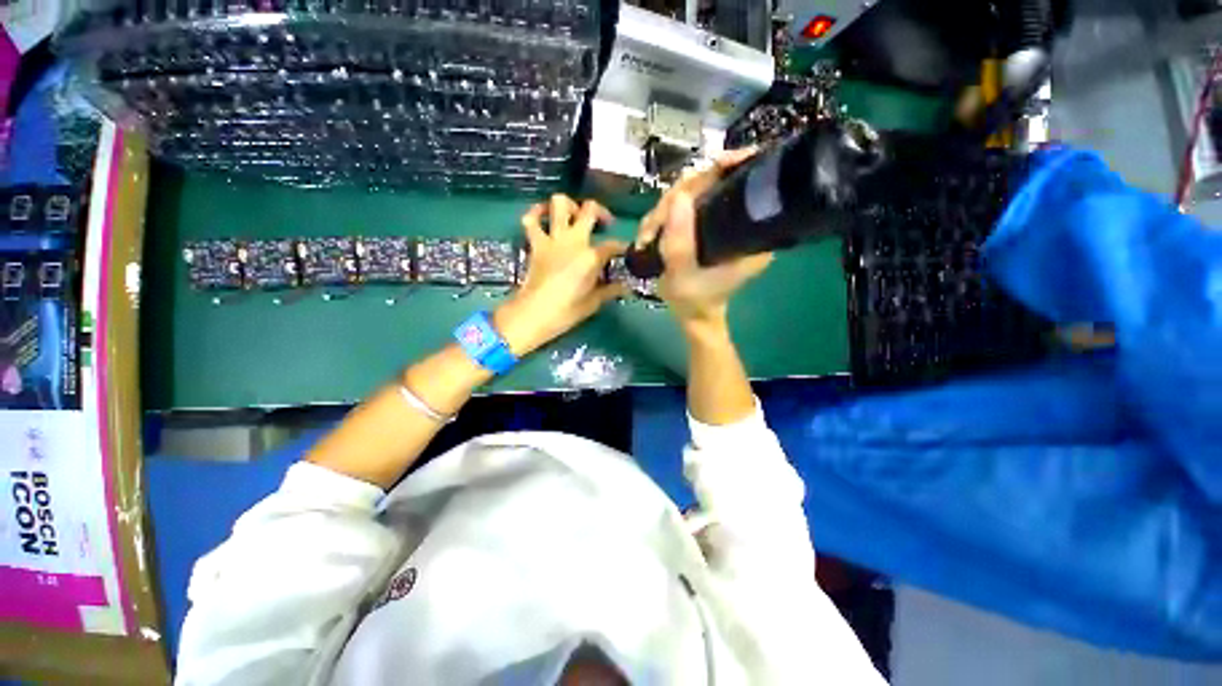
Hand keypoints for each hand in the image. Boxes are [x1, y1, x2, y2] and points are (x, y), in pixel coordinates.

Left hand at [494, 195, 627, 356]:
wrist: (534, 314)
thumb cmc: (566, 311)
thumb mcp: (593, 303)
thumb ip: (610, 290)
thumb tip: (625, 287)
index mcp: (591, 257)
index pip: (613, 245)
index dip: (622, 247)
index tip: (625, 251)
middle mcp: (574, 240)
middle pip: (589, 209)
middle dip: (601, 212)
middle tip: (603, 224)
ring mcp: (553, 239)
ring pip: (559, 203)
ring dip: (569, 205)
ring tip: (575, 216)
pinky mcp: (535, 243)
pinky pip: (531, 219)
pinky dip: (536, 212)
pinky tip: (543, 214)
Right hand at [636, 149, 773, 329]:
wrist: (693, 315)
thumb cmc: (693, 302)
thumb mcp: (683, 277)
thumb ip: (680, 243)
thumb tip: (677, 198)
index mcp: (750, 233)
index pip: (743, 184)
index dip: (724, 169)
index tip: (704, 171)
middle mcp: (740, 221)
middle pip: (710, 183)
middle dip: (676, 199)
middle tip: (654, 226)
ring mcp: (720, 220)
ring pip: (692, 193)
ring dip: (664, 210)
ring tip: (648, 235)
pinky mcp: (705, 223)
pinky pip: (682, 206)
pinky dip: (663, 216)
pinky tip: (651, 233)